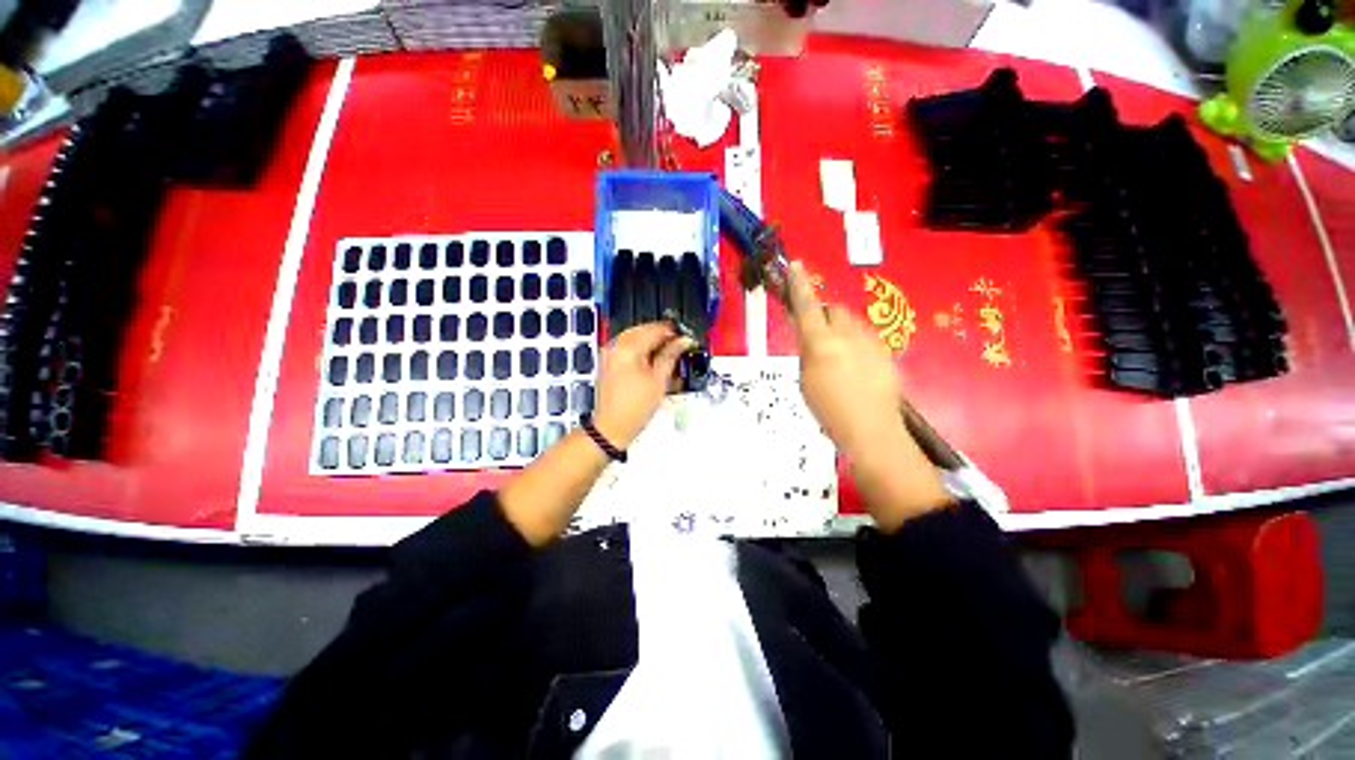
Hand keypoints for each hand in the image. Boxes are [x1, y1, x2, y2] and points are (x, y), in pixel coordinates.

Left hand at [593, 323, 694, 448]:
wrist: (612, 428)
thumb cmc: (635, 409)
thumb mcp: (659, 381)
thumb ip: (671, 356)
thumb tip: (683, 341)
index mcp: (628, 348)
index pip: (654, 330)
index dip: (673, 333)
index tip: (685, 338)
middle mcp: (615, 346)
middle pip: (643, 330)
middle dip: (662, 336)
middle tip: (679, 346)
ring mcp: (610, 354)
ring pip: (635, 337)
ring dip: (652, 342)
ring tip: (667, 355)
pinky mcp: (608, 362)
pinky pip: (627, 347)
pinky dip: (641, 350)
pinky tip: (652, 361)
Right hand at [786, 261, 949, 528]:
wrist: (872, 431)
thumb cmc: (828, 411)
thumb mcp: (805, 381)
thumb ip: (807, 352)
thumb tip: (810, 337)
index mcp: (821, 345)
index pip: (807, 307)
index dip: (799, 286)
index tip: (796, 266)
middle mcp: (847, 336)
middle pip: (835, 309)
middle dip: (825, 315)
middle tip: (818, 336)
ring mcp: (871, 342)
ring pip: (852, 323)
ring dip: (841, 331)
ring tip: (839, 358)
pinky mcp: (886, 352)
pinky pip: (866, 338)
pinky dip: (856, 345)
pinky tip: (856, 369)